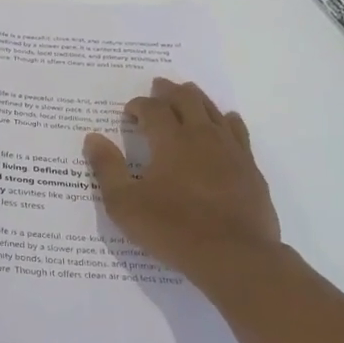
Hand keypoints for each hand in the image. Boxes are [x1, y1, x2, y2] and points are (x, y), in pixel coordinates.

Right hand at [84, 78, 281, 282]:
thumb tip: (93, 138)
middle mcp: (202, 136)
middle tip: (158, 87)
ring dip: (197, 99)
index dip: (138, 106)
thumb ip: (107, 168)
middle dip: (169, 91)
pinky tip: (226, 121)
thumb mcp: (125, 204)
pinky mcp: (250, 167)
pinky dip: (227, 120)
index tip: (129, 112)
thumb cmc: (173, 229)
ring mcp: (230, 150)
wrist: (234, 256)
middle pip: (186, 99)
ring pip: (213, 110)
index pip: (153, 109)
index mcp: (170, 141)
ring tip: (188, 94)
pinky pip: (238, 131)